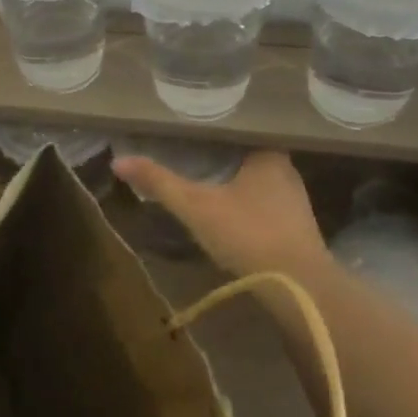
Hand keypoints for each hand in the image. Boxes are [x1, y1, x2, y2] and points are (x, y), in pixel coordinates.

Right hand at [112, 148, 332, 280]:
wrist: (299, 287)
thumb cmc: (248, 233)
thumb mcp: (196, 206)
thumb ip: (160, 182)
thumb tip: (118, 161)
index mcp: (268, 154)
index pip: (240, 130)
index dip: (216, 130)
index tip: (192, 129)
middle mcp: (287, 172)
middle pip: (249, 156)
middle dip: (224, 157)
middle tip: (192, 152)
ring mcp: (295, 203)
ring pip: (259, 183)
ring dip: (237, 183)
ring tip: (206, 177)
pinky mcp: (298, 231)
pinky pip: (267, 206)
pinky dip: (248, 206)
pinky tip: (230, 212)